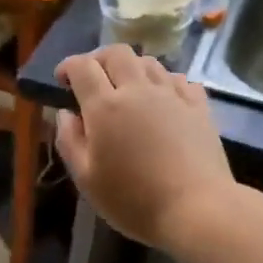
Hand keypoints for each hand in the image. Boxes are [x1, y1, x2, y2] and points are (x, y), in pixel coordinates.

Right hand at [54, 45, 235, 249]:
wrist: (197, 210)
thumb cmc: (133, 200)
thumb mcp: (86, 179)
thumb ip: (69, 140)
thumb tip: (65, 114)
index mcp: (105, 106)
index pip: (82, 66)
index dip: (68, 66)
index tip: (62, 80)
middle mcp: (138, 90)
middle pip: (117, 53)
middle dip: (99, 59)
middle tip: (92, 79)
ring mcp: (172, 95)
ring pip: (149, 62)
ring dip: (131, 68)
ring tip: (126, 90)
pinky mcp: (199, 107)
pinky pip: (179, 79)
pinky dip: (164, 81)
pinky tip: (162, 100)